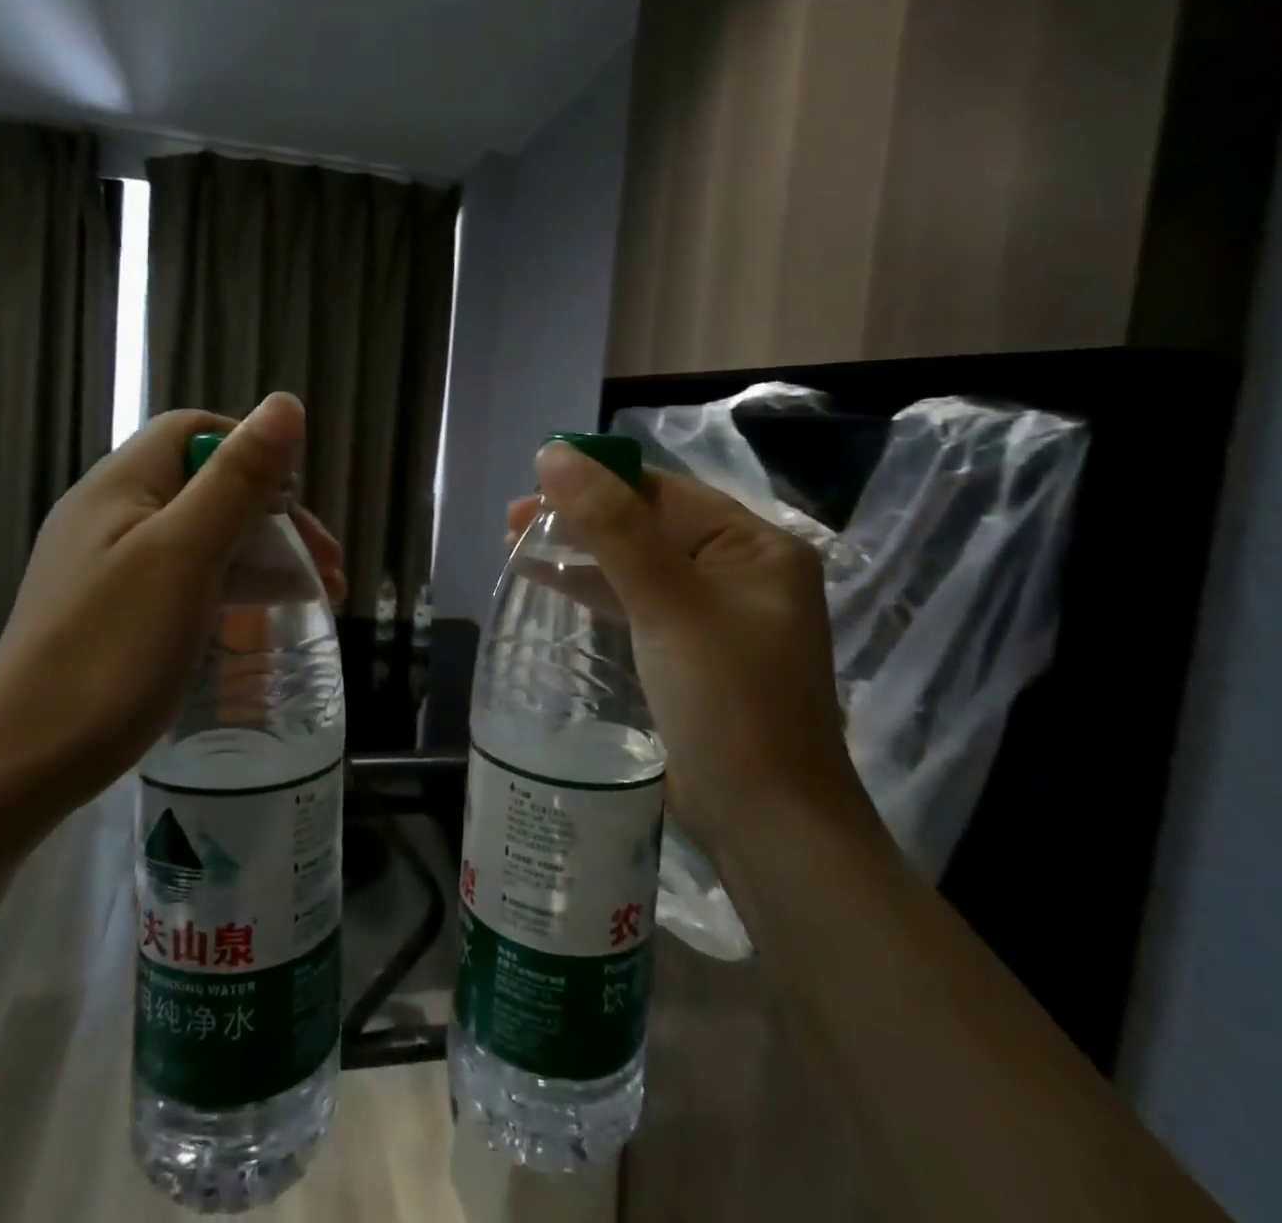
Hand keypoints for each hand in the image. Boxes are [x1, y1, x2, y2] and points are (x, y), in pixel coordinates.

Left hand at [0, 392, 343, 795]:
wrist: (26, 762)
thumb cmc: (112, 649)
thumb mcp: (185, 554)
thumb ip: (237, 478)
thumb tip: (285, 403)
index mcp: (121, 485)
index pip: (195, 431)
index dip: (251, 449)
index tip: (294, 501)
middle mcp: (113, 515)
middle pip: (207, 485)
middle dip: (273, 513)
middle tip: (326, 563)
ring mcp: (115, 566)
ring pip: (204, 535)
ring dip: (263, 552)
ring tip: (318, 591)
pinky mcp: (122, 611)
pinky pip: (190, 577)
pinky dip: (235, 584)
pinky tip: (267, 612)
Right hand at [513, 443, 870, 865]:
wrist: (768, 826)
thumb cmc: (729, 704)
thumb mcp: (670, 605)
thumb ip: (613, 527)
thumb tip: (555, 456)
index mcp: (755, 546)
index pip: (665, 492)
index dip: (598, 480)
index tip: (533, 483)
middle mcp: (740, 572)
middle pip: (649, 526)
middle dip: (582, 518)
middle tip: (513, 521)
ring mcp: (715, 615)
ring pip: (638, 565)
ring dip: (582, 553)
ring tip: (517, 546)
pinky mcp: (689, 652)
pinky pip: (637, 604)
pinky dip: (596, 591)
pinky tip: (552, 583)